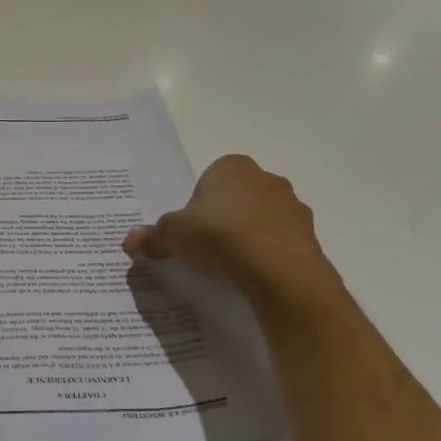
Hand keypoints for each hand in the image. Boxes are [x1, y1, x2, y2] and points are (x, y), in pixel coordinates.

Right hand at [124, 155, 345, 314]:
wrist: (279, 269)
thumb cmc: (220, 236)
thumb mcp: (172, 235)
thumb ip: (151, 237)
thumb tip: (130, 242)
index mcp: (231, 166)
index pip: (209, 179)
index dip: (197, 204)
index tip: (190, 229)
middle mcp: (265, 177)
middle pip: (236, 197)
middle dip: (223, 217)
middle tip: (206, 246)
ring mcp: (292, 206)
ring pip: (261, 218)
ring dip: (248, 235)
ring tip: (230, 265)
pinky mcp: (310, 235)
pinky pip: (280, 241)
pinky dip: (267, 254)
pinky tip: (254, 274)